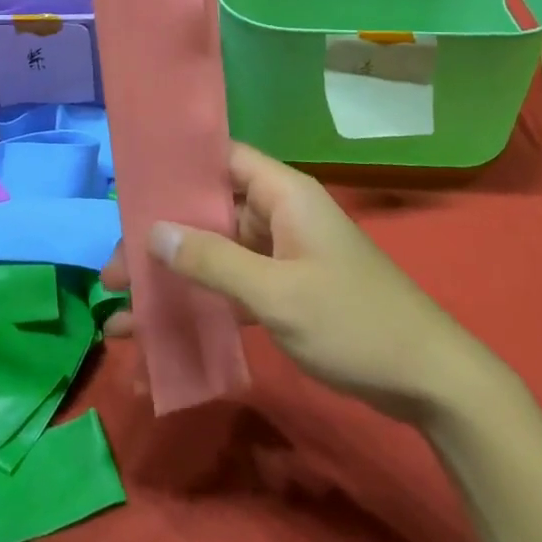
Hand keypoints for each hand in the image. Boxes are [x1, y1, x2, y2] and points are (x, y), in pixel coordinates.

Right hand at [103, 144, 494, 424]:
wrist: (429, 382)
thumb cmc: (354, 323)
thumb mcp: (278, 294)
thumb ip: (214, 261)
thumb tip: (154, 231)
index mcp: (283, 193)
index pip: (220, 160)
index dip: (175, 170)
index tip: (128, 194)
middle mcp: (278, 214)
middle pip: (208, 212)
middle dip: (160, 241)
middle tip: (113, 275)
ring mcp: (282, 254)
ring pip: (215, 254)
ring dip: (174, 281)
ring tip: (123, 314)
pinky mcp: (285, 290)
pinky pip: (232, 287)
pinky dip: (201, 305)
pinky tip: (165, 336)